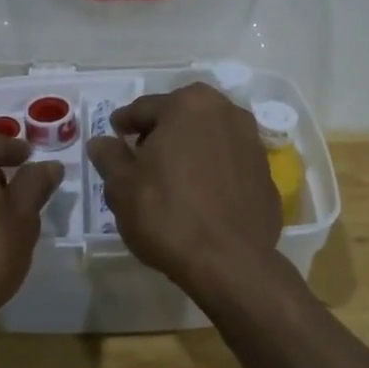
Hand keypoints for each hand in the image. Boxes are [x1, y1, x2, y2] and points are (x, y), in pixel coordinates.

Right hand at [86, 83, 282, 294]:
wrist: (229, 262)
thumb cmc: (167, 214)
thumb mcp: (122, 186)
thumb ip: (110, 157)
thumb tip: (101, 142)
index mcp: (188, 105)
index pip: (145, 108)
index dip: (124, 123)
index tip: (114, 134)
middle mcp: (226, 112)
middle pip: (182, 117)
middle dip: (161, 132)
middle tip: (140, 155)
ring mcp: (252, 142)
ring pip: (209, 137)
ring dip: (189, 149)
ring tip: (171, 176)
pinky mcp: (267, 173)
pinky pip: (229, 163)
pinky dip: (213, 170)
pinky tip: (200, 195)